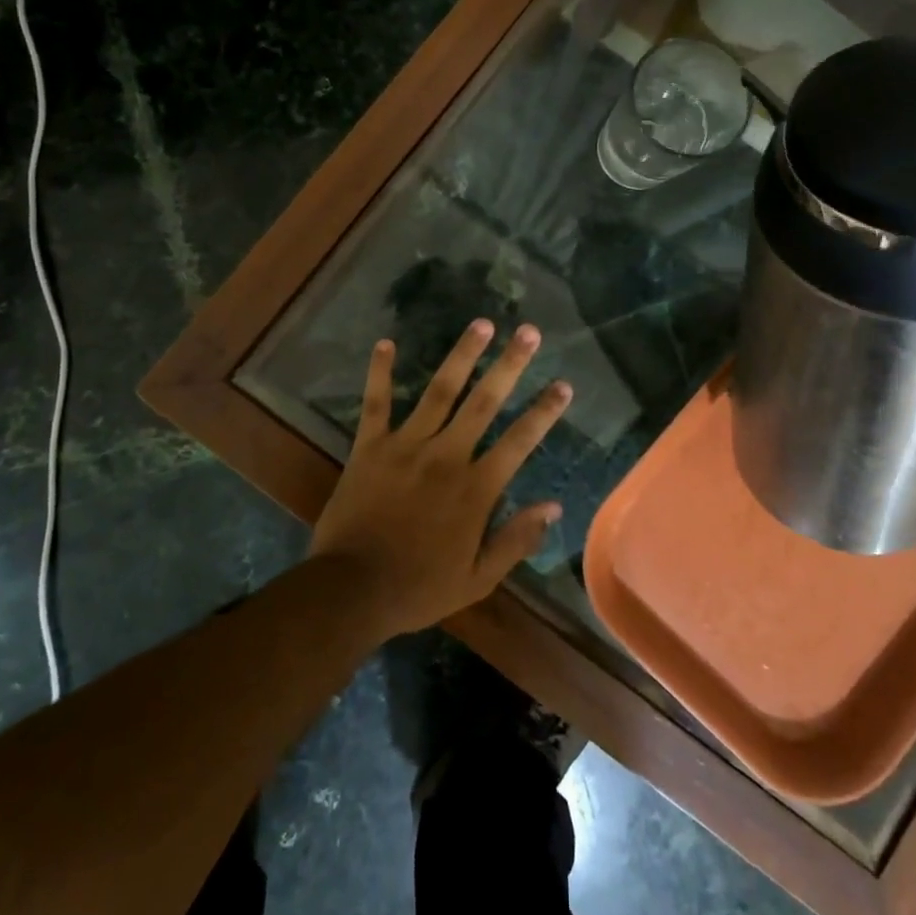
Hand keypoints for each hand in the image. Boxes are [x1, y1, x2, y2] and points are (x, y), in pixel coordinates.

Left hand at [308, 319, 572, 639]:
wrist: (351, 590)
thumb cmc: (418, 588)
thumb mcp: (477, 579)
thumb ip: (516, 540)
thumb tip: (554, 506)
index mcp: (475, 488)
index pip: (519, 441)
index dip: (544, 411)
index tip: (563, 384)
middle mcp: (446, 455)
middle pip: (484, 402)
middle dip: (510, 365)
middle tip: (529, 332)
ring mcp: (406, 446)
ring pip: (439, 391)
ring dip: (462, 355)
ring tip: (481, 324)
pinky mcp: (370, 446)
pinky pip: (375, 403)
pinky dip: (380, 372)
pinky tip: (385, 342)